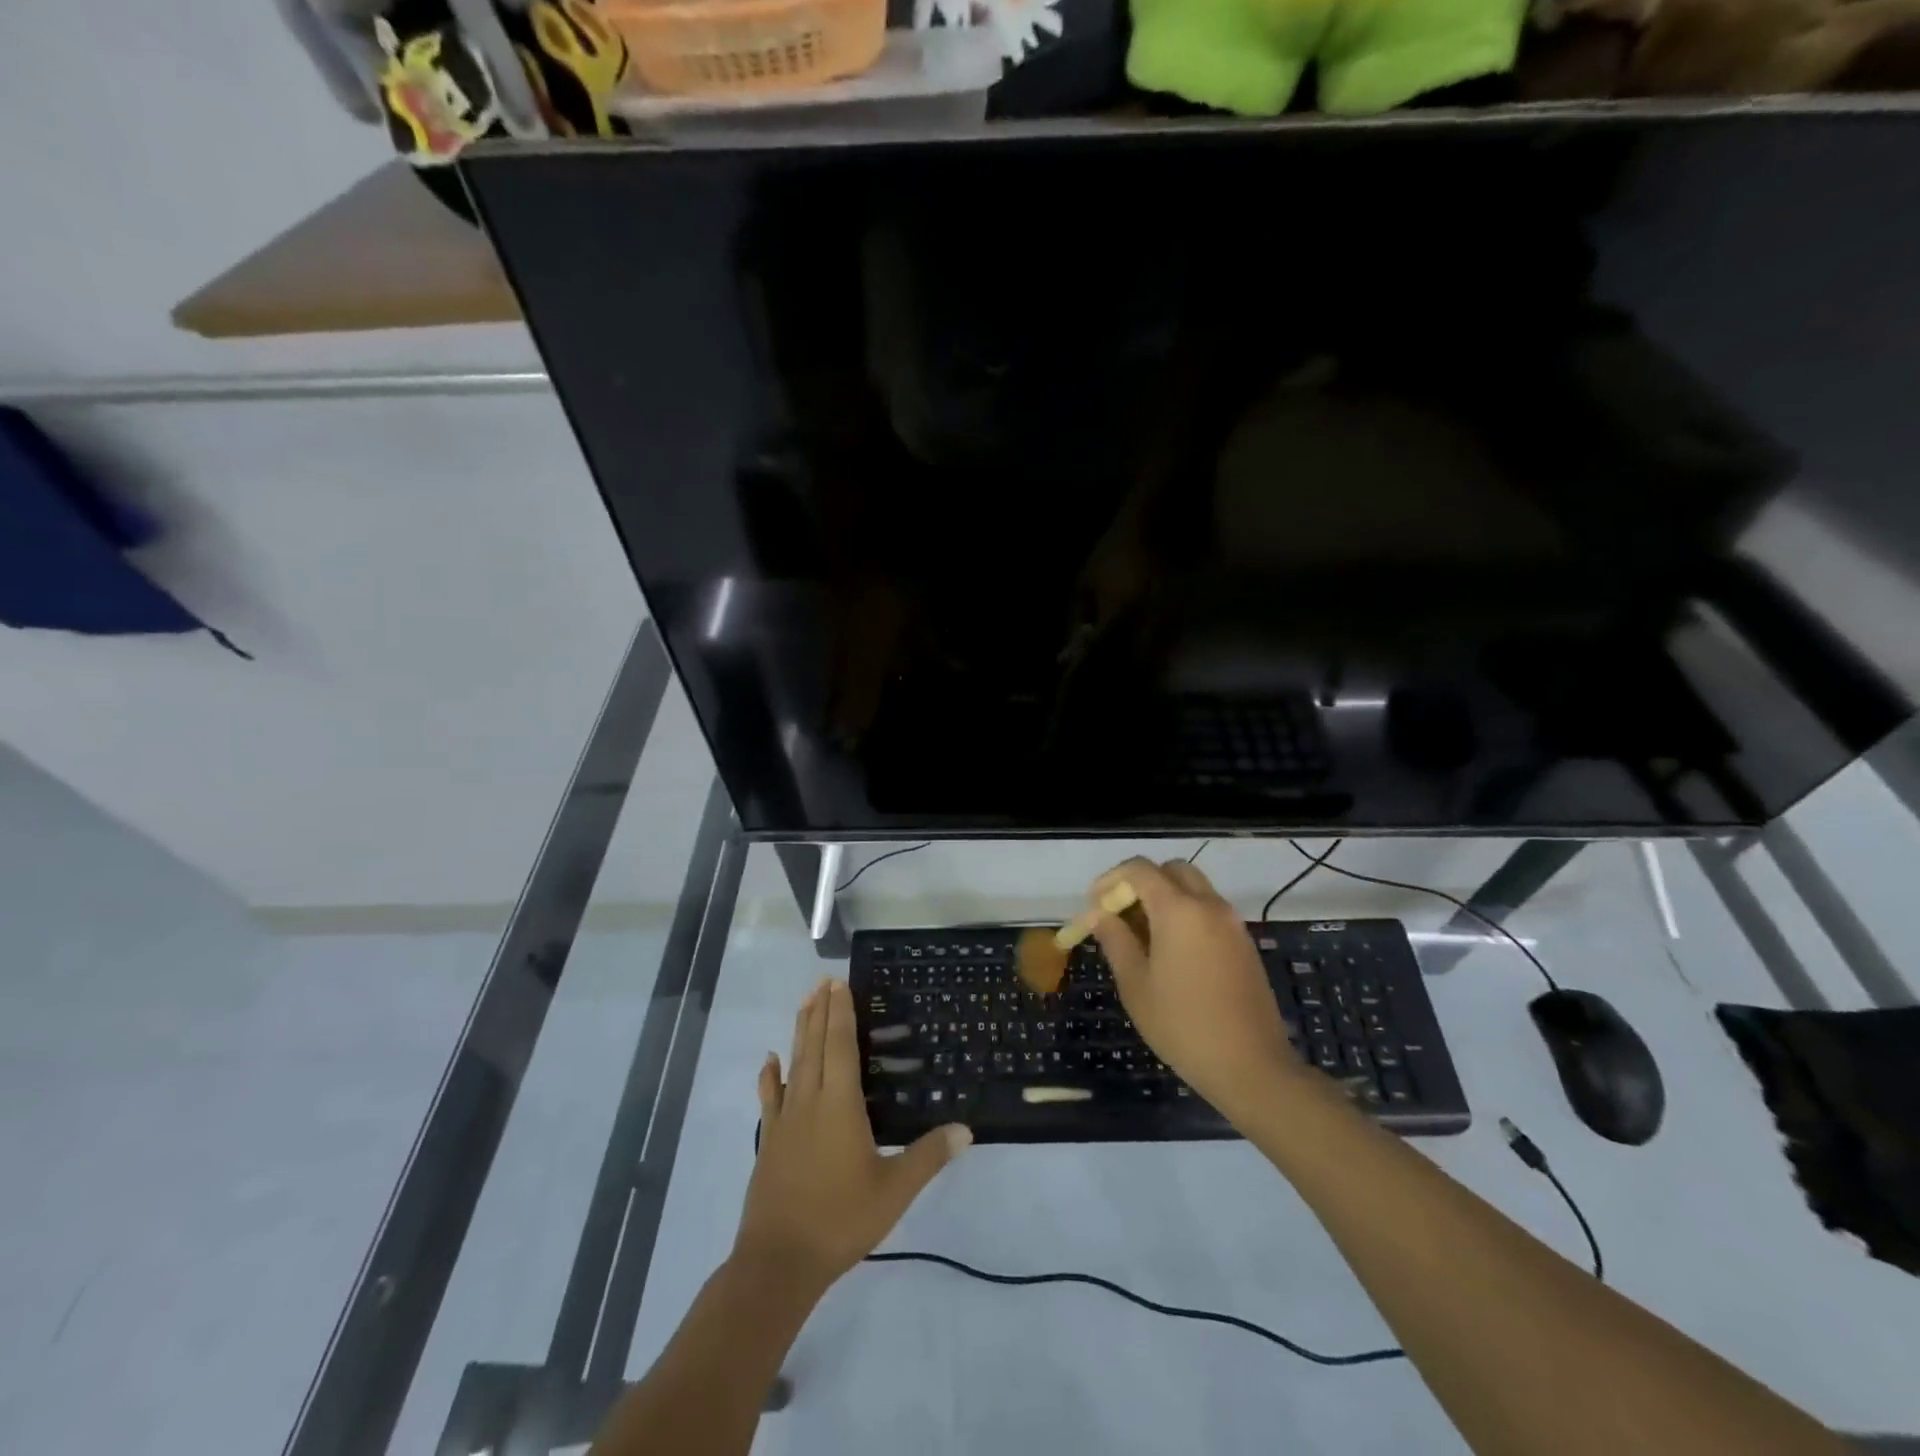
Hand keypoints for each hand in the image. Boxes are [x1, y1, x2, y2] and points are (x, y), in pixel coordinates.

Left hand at [735, 979, 970, 1300]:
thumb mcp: (894, 1190)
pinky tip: (769, 1060)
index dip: (841, 1013)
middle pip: (815, 1045)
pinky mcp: (770, 1140)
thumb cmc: (841, 1219)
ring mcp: (785, 1120)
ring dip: (800, 1030)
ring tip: (805, 1002)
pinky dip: (770, 1075)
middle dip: (821, 1011)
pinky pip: (770, 1097)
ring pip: (794, 1063)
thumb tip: (966, 1129)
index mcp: (840, 1105)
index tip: (840, 983)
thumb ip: (929, 1156)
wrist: (779, 1261)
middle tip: (824, 981)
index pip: (841, 1046)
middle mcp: (810, 1101)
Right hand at [1090, 858, 1309, 1121]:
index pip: (1139, 869)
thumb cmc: (1182, 1025)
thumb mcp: (1136, 984)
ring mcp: (1232, 923)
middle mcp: (1209, 905)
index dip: (1111, 880)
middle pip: (1171, 870)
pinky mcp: (1244, 943)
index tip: (1094, 905)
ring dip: (1165, 897)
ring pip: (1193, 888)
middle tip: (1120, 914)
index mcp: (1179, 909)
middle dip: (1141, 882)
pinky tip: (1171, 952)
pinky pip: (1209, 911)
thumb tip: (1097, 914)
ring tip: (1142, 936)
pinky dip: (1185, 914)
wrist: (1251, 1066)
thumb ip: (1115, 939)